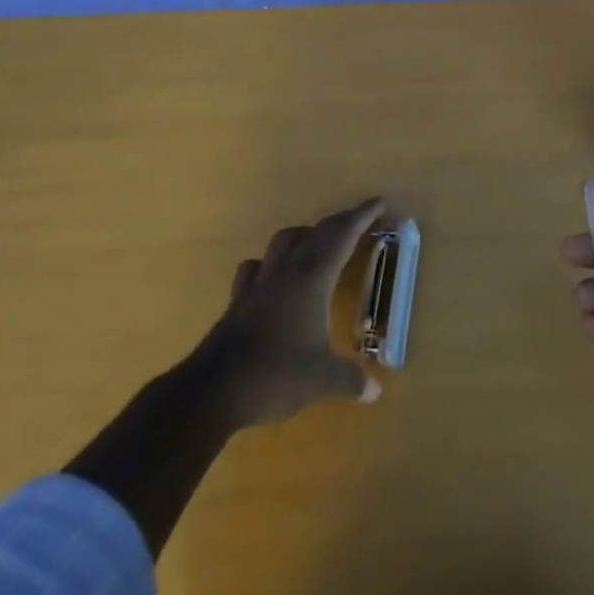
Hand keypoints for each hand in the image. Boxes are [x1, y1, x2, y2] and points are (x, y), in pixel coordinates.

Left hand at [201, 197, 385, 429]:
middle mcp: (287, 269)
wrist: (214, 390)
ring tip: (317, 245)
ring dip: (305, 236)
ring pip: (284, 241)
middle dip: (341, 222)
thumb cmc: (276, 374)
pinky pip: (257, 267)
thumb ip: (351, 380)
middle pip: (317, 232)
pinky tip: (273, 275)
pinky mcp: (239, 298)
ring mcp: (260, 281)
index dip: (362, 216)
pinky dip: (270, 263)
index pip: (343, 235)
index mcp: (313, 276)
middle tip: (359, 221)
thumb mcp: (323, 380)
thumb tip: (375, 392)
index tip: (380, 202)